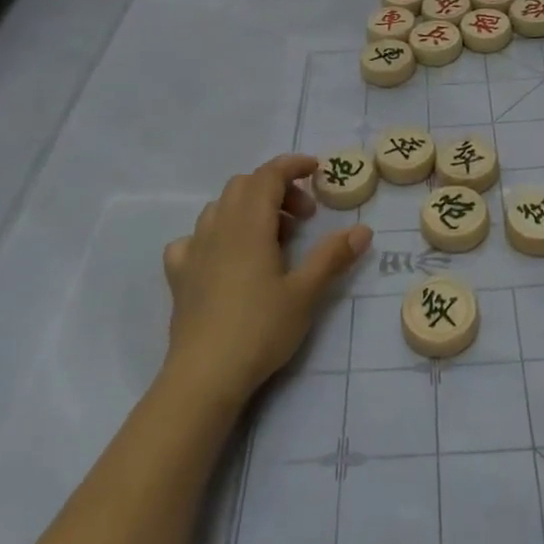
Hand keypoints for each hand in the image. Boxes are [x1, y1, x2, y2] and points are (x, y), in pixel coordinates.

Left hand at [163, 155, 370, 407]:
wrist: (204, 377)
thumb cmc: (260, 329)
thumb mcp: (305, 293)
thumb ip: (333, 256)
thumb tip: (363, 229)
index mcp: (249, 224)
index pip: (268, 175)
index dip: (293, 166)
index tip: (316, 170)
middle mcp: (219, 227)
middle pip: (245, 186)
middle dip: (276, 189)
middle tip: (303, 217)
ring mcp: (194, 250)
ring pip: (220, 207)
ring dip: (248, 208)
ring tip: (272, 239)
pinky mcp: (180, 275)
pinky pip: (194, 239)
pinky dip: (214, 235)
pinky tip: (225, 258)